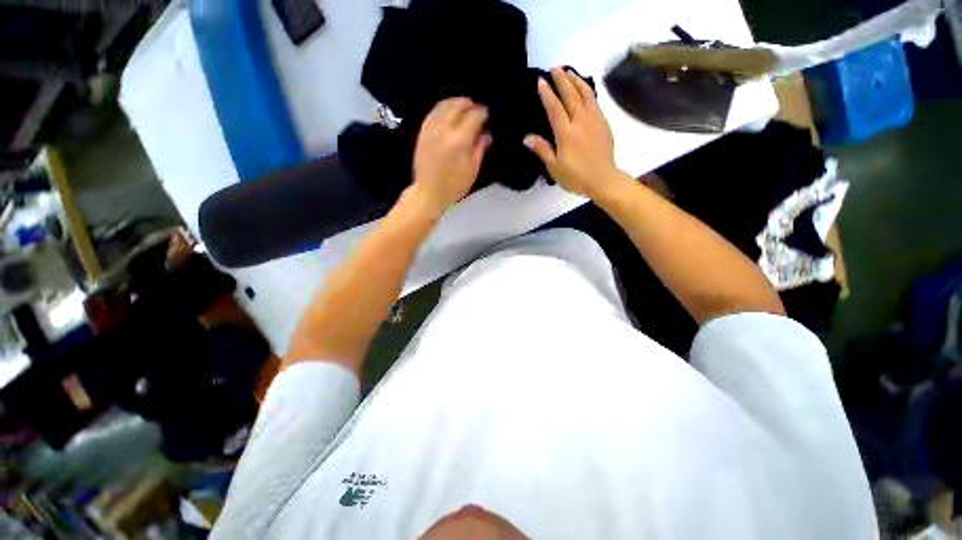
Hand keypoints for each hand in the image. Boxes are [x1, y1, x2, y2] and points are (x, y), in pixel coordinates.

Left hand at [411, 97, 491, 214]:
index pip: (473, 117)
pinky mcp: (422, 133)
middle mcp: (444, 130)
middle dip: (468, 104)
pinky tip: (446, 113)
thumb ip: (479, 150)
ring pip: (443, 106)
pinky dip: (441, 109)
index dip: (482, 113)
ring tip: (462, 107)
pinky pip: (432, 113)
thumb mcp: (472, 171)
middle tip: (475, 108)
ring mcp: (431, 130)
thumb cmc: (454, 186)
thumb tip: (486, 135)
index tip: (486, 114)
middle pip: (457, 106)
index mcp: (459, 141)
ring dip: (454, 103)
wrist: (428, 192)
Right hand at [525, 67, 626, 199]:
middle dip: (562, 80)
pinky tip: (584, 89)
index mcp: (566, 133)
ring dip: (576, 81)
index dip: (547, 93)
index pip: (555, 108)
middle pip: (570, 95)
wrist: (603, 179)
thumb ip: (542, 150)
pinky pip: (594, 101)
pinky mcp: (603, 123)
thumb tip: (526, 138)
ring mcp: (594, 120)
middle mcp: (580, 121)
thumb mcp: (554, 167)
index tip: (541, 80)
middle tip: (554, 68)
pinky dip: (588, 91)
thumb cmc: (576, 176)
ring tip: (569, 72)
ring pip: (585, 94)